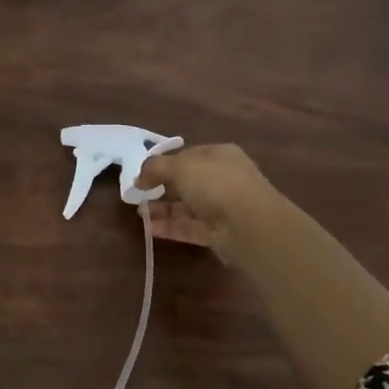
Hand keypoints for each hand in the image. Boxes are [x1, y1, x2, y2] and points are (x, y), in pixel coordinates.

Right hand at [139, 143, 276, 264]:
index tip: (143, 174)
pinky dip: (171, 227)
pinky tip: (150, 228)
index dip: (164, 163)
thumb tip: (139, 178)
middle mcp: (223, 178)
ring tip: (140, 213)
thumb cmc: (215, 184)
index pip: (187, 156)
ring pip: (187, 206)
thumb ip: (155, 168)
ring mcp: (222, 207)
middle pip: (187, 182)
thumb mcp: (180, 167)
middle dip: (162, 188)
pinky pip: (190, 227)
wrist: (249, 225)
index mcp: (219, 155)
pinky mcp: (219, 233)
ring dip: (164, 209)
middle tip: (139, 195)